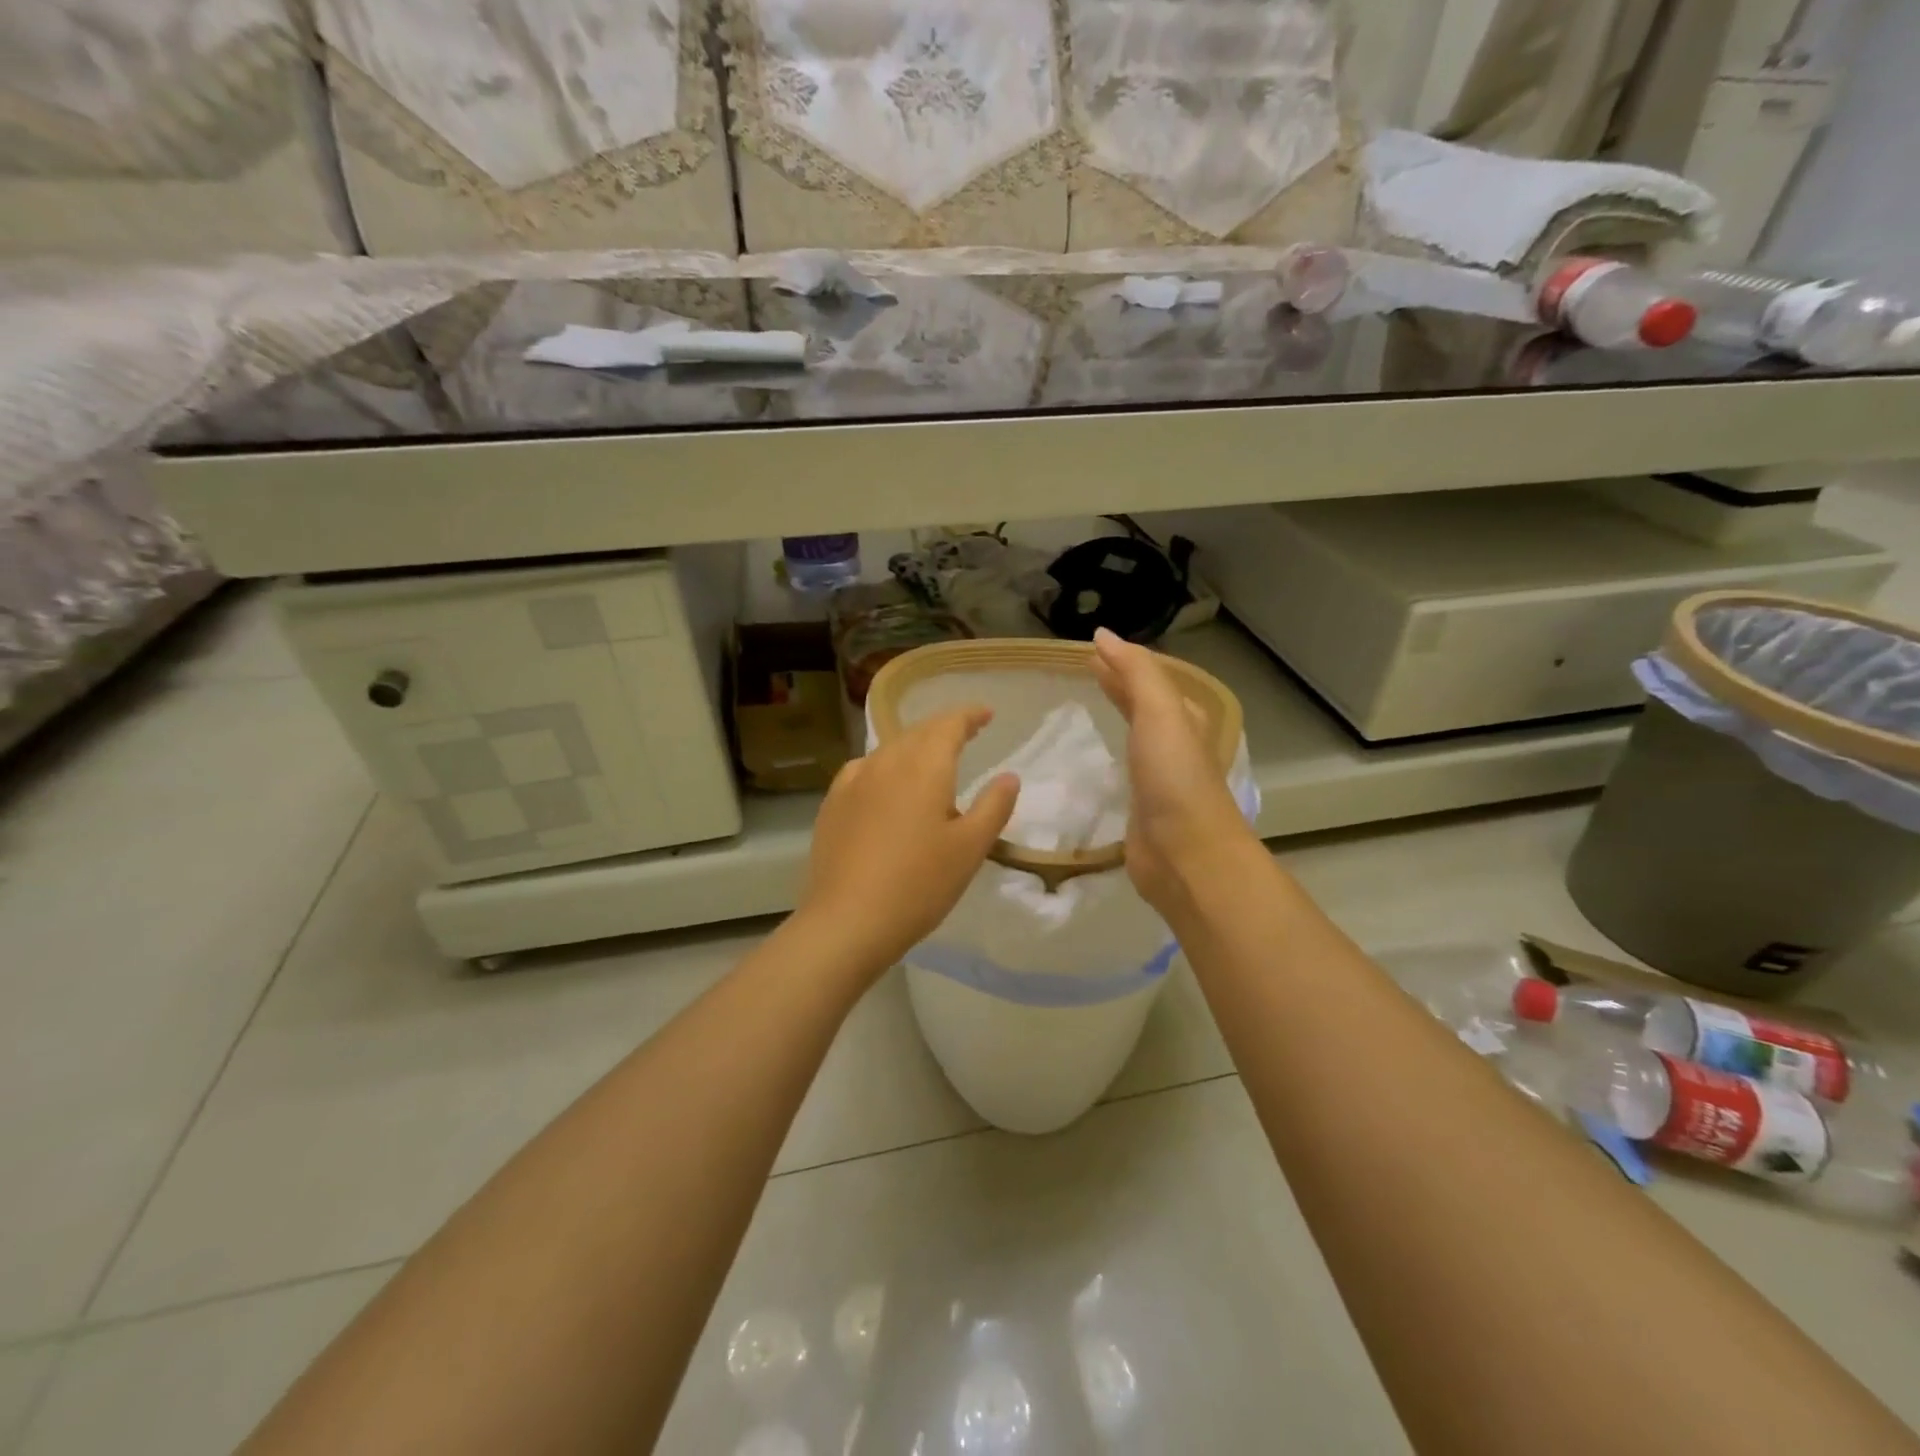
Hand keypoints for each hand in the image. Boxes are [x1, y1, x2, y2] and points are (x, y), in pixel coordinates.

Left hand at [797, 707, 1018, 978]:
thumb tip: (1009, 777)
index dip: (969, 716)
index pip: (948, 724)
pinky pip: (865, 770)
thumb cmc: (919, 884)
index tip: (986, 715)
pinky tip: (886, 784)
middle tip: (966, 733)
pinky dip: (885, 766)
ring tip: (930, 760)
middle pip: (917, 732)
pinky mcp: (833, 804)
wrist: (848, 920)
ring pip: (889, 749)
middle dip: (943, 728)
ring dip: (914, 746)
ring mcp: (853, 782)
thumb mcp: (970, 848)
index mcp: (923, 767)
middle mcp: (886, 762)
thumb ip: (994, 806)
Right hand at [1091, 628, 1258, 916]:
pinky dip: (1108, 756)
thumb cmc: (1175, 778)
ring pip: (1136, 737)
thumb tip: (1103, 635)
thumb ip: (1135, 673)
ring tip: (1086, 705)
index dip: (1125, 662)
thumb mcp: (1160, 713)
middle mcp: (1175, 745)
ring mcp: (1160, 779)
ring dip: (1116, 717)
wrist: (1187, 854)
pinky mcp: (1143, 809)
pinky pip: (1123, 771)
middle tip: (1085, 670)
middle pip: (1146, 705)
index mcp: (1184, 718)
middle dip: (1120, 686)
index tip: (1090, 649)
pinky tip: (1092, 759)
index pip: (1152, 679)